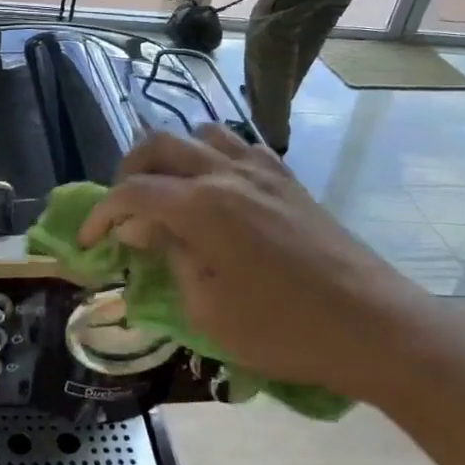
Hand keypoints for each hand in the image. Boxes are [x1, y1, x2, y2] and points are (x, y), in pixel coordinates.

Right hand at [78, 125, 444, 403]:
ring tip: (166, 192)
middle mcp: (225, 174)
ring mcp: (260, 170)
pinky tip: (216, 189)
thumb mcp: (209, 310)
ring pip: (199, 134)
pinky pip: (237, 145)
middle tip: (122, 208)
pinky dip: (211, 156)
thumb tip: (146, 232)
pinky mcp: (286, 178)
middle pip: (158, 145)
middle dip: (128, 171)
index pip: (132, 193)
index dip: (101, 214)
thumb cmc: (285, 330)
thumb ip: (170, 259)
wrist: (374, 326)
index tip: (89, 240)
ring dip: (170, 157)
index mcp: (201, 207)